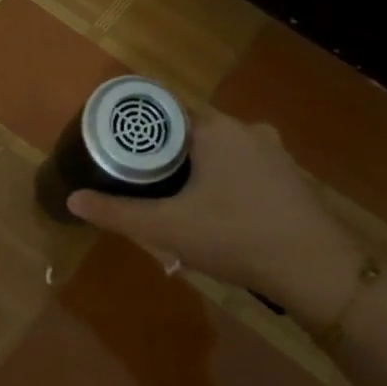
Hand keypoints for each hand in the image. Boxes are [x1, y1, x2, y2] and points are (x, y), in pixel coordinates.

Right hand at [66, 110, 362, 325]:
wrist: (314, 268)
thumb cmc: (234, 236)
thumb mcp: (167, 228)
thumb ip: (117, 213)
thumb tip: (72, 200)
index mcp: (215, 130)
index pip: (165, 117)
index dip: (140, 138)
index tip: (121, 159)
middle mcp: (246, 130)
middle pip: (193, 138)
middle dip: (171, 164)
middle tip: (150, 194)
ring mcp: (275, 153)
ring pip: (223, 156)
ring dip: (202, 177)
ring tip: (184, 212)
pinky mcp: (292, 177)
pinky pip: (248, 173)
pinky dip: (230, 188)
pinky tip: (224, 221)